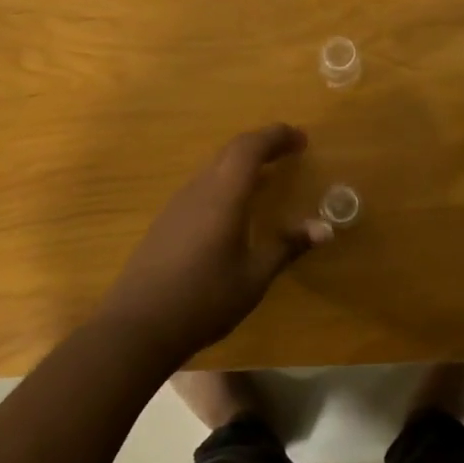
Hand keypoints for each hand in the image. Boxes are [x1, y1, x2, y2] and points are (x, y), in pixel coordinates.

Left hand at [96, 124, 330, 364]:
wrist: (138, 325)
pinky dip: (226, 181)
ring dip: (243, 163)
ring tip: (268, 176)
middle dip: (263, 144)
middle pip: (232, 151)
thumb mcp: (254, 277)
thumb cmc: (204, 299)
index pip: (251, 148)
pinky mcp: (167, 220)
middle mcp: (199, 189)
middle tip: (290, 151)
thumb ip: (287, 247)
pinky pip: (203, 186)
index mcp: (223, 195)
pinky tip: (235, 208)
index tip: (302, 139)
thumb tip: (324, 228)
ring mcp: (178, 203)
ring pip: (215, 167)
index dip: (277, 136)